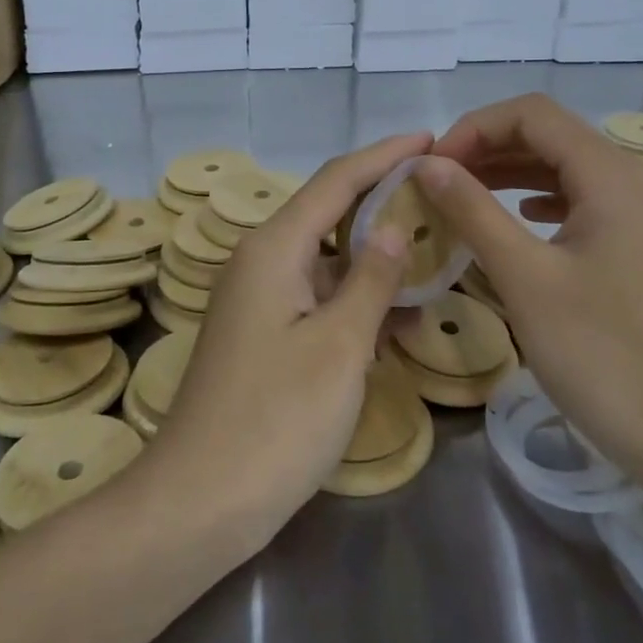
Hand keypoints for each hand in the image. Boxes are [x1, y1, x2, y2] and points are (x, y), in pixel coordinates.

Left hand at [147, 132, 431, 541]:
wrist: (199, 502)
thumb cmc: (275, 421)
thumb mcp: (339, 346)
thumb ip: (371, 280)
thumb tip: (395, 226)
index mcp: (274, 248)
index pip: (336, 179)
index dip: (384, 155)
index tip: (431, 139)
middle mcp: (261, 261)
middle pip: (330, 212)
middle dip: (384, 201)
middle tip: (443, 196)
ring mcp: (259, 300)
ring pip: (327, 259)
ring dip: (376, 257)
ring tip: (436, 253)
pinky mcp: (264, 334)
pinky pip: (317, 297)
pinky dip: (357, 299)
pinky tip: (400, 316)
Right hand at [417, 95, 642, 480]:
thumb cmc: (605, 354)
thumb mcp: (527, 278)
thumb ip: (473, 211)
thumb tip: (428, 163)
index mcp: (610, 175)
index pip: (531, 115)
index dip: (474, 128)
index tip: (432, 167)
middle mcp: (630, 182)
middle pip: (549, 135)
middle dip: (487, 147)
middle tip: (436, 181)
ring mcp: (638, 218)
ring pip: (563, 169)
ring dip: (508, 172)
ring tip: (460, 196)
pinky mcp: (636, 251)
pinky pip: (578, 203)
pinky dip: (535, 200)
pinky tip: (516, 220)